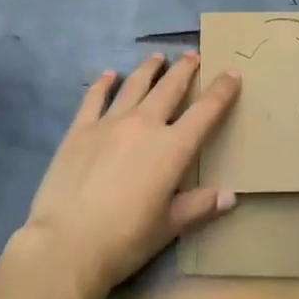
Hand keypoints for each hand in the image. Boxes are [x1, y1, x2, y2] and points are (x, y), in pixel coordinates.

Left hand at [20, 51, 240, 298]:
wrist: (67, 243)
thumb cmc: (124, 240)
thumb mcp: (168, 227)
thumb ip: (199, 207)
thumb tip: (230, 196)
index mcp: (173, 148)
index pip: (206, 111)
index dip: (222, 90)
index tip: (232, 72)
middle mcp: (145, 124)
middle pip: (170, 87)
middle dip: (185, 69)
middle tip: (193, 55)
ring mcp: (110, 122)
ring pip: (135, 84)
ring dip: (149, 68)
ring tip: (157, 57)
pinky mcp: (80, 128)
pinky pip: (95, 97)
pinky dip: (104, 83)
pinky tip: (109, 74)